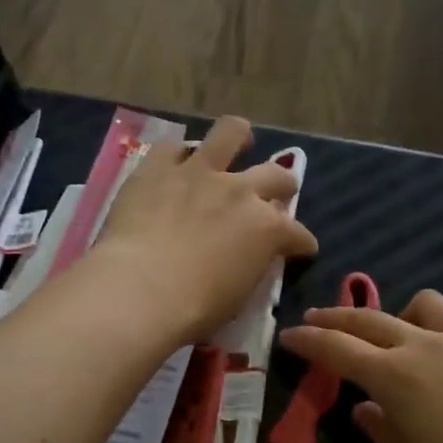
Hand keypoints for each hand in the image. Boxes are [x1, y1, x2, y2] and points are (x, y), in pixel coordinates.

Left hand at [89, 116, 318, 346]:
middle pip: (276, 175)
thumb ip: (250, 266)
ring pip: (230, 133)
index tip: (300, 249)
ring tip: (239, 139)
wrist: (141, 291)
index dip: (301, 243)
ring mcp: (199, 173)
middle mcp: (241, 191)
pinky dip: (177, 156)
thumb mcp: (240, 295)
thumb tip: (249, 259)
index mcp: (267, 230)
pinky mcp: (157, 168)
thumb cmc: (195, 309)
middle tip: (277, 192)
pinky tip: (176, 163)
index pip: (297, 234)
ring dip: (239, 137)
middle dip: (283, 185)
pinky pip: (171, 148)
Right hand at [279, 290, 442, 442]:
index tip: (289, 334)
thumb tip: (367, 409)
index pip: (337, 348)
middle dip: (338, 318)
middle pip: (371, 319)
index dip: (308, 340)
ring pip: (424, 306)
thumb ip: (381, 431)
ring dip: (400, 316)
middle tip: (319, 319)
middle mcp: (427, 346)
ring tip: (399, 337)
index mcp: (395, 376)